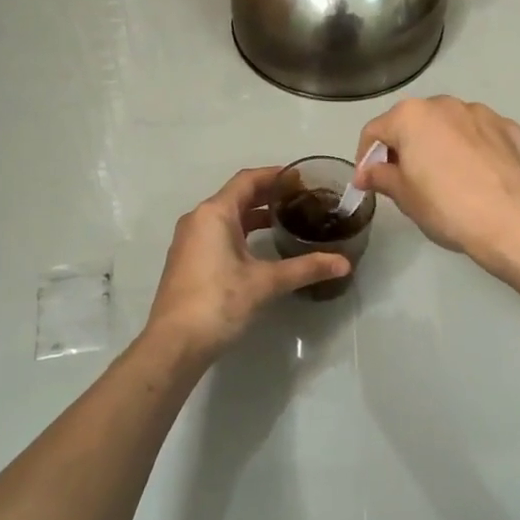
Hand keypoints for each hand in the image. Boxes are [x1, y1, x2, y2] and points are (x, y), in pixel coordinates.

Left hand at [145, 167, 350, 359]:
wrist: (175, 343)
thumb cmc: (219, 302)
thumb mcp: (266, 282)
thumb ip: (305, 268)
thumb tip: (344, 263)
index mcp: (215, 213)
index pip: (248, 180)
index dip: (275, 175)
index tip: (302, 178)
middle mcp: (198, 219)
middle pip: (237, 196)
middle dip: (268, 195)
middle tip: (301, 199)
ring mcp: (190, 241)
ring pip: (227, 216)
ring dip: (254, 214)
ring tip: (286, 220)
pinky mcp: (188, 260)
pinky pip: (218, 233)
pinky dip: (241, 232)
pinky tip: (261, 248)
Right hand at [356, 97, 519, 268]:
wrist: (514, 219)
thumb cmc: (447, 207)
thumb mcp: (405, 197)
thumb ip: (381, 177)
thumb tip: (367, 173)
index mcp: (411, 116)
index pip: (375, 131)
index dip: (366, 158)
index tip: (369, 183)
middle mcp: (445, 104)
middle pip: (413, 122)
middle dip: (405, 147)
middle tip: (406, 181)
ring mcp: (482, 113)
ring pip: (450, 125)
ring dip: (441, 144)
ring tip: (446, 179)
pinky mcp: (510, 128)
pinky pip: (481, 135)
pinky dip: (472, 149)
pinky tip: (478, 177)